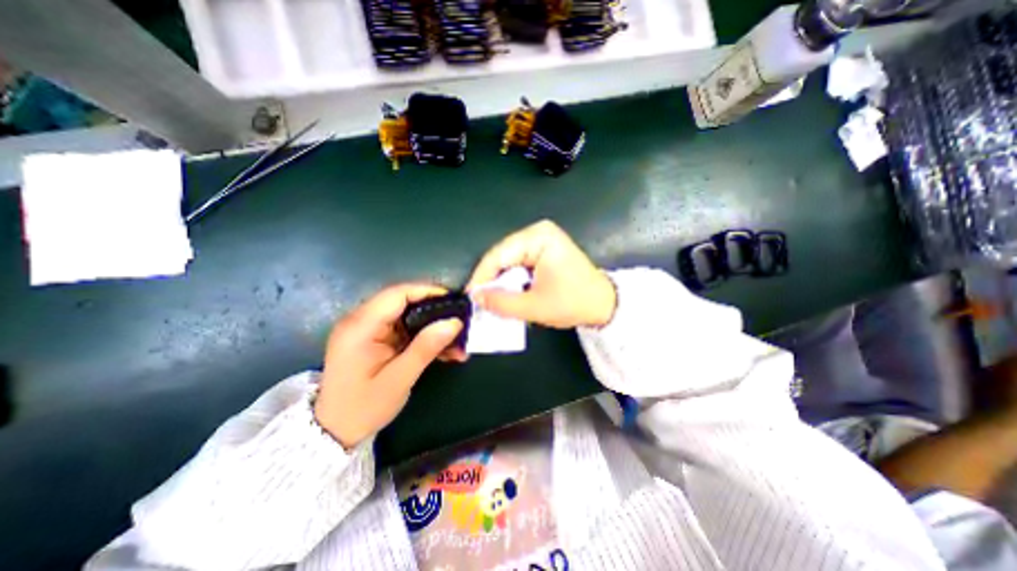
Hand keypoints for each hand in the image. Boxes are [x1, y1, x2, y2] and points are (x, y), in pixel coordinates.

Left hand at [318, 284, 465, 448]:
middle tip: (459, 324)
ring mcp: (366, 329)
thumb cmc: (363, 408)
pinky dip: (423, 336)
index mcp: (360, 327)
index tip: (453, 301)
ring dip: (432, 326)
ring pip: (407, 316)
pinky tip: (442, 350)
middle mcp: (360, 320)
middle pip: (404, 302)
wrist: (333, 432)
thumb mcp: (399, 379)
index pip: (397, 294)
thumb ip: (426, 347)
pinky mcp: (373, 338)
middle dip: (434, 312)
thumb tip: (454, 322)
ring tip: (456, 343)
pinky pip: (403, 329)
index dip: (427, 292)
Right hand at [467, 223, 614, 329]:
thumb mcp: (534, 306)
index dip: (482, 277)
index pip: (499, 255)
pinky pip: (519, 263)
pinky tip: (508, 293)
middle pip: (502, 255)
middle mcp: (538, 232)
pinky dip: (512, 279)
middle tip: (480, 301)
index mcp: (538, 237)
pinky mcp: (543, 249)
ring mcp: (541, 239)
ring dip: (501, 281)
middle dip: (491, 279)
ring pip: (509, 260)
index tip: (471, 297)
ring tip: (492, 300)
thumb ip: (501, 302)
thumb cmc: (573, 303)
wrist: (603, 304)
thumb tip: (476, 297)